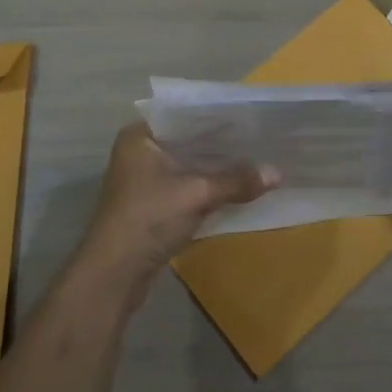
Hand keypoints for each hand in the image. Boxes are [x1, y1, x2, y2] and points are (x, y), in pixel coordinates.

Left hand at [74, 123, 277, 299]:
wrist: (113, 275)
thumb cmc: (149, 219)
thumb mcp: (198, 194)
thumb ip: (237, 181)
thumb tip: (278, 173)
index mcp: (139, 137)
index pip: (185, 115)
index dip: (218, 117)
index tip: (249, 116)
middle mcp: (138, 153)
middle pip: (188, 141)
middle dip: (221, 144)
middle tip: (258, 137)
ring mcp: (143, 181)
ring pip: (187, 165)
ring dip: (215, 167)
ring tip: (254, 158)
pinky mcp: (151, 206)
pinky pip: (185, 186)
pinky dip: (207, 187)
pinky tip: (236, 186)